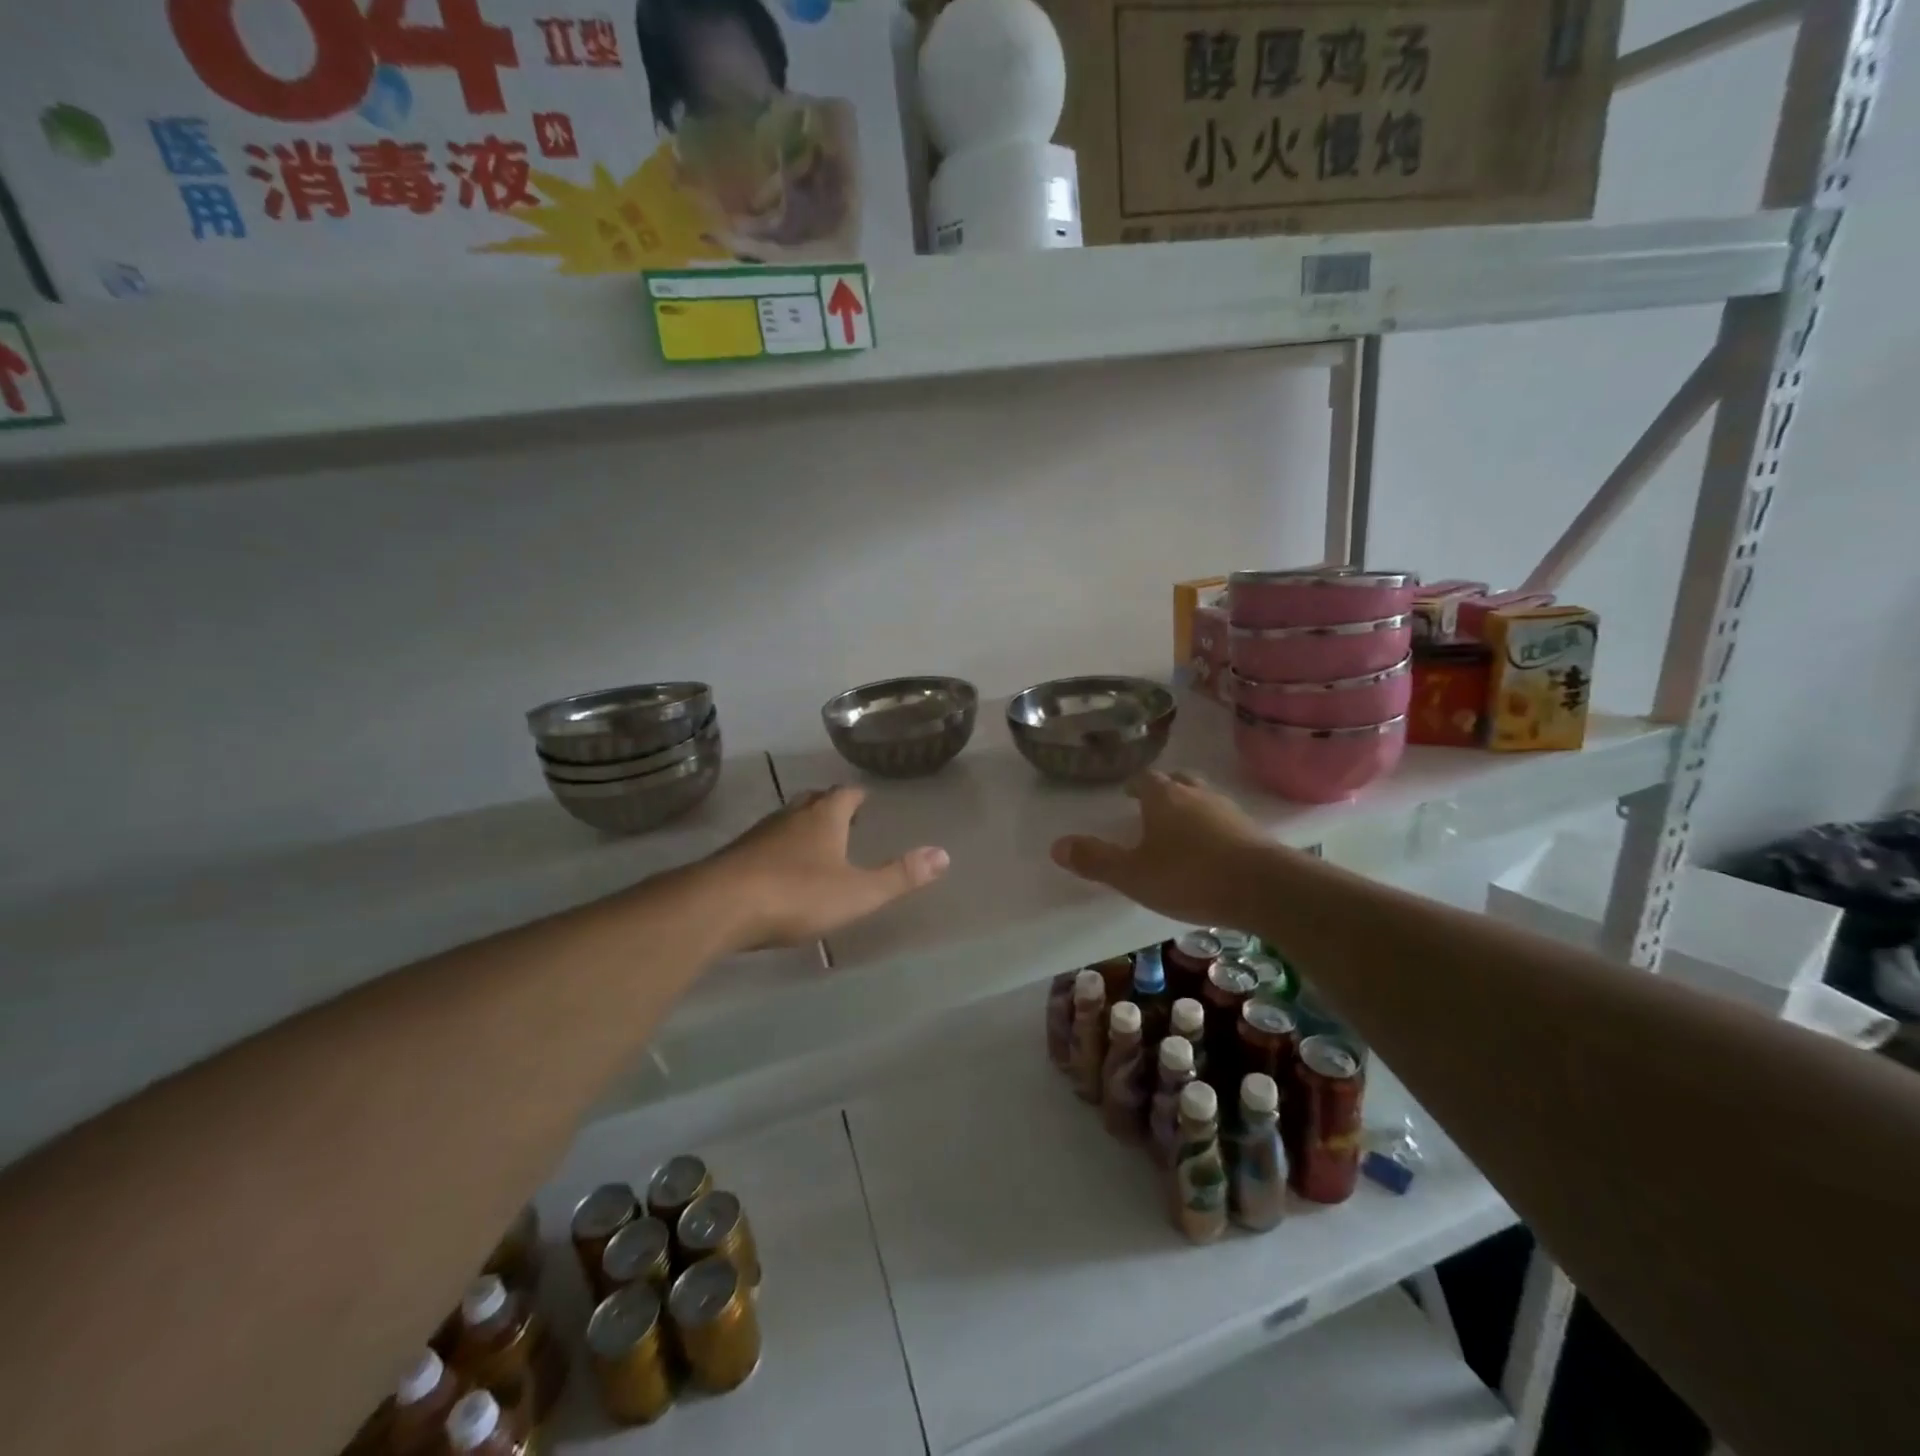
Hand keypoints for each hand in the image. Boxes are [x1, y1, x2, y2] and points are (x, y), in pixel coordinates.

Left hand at [707, 787, 947, 949]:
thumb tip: (943, 854)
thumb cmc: (797, 894)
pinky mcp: (735, 856)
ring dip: (801, 826)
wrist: (719, 906)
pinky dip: (777, 849)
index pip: (845, 794)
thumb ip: (900, 876)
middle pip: (813, 801)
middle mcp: (791, 816)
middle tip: (843, 817)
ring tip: (814, 842)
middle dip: (829, 806)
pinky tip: (778, 869)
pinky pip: (763, 843)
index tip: (865, 799)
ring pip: (786, 820)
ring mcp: (758, 834)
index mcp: (824, 818)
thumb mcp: (858, 892)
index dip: (857, 797)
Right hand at [1051, 770, 1270, 926]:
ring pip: (1205, 799)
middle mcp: (1197, 795)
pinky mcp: (1255, 833)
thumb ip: (1096, 860)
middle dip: (1164, 789)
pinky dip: (1214, 829)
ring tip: (1182, 829)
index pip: (1145, 780)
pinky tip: (1212, 851)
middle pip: (1178, 781)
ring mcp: (1230, 812)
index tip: (1127, 794)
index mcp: (1164, 797)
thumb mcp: (1133, 874)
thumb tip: (1056, 846)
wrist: (1266, 889)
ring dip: (1192, 808)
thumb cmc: (1190, 876)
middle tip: (1153, 804)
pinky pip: (1227, 822)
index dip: (1133, 786)